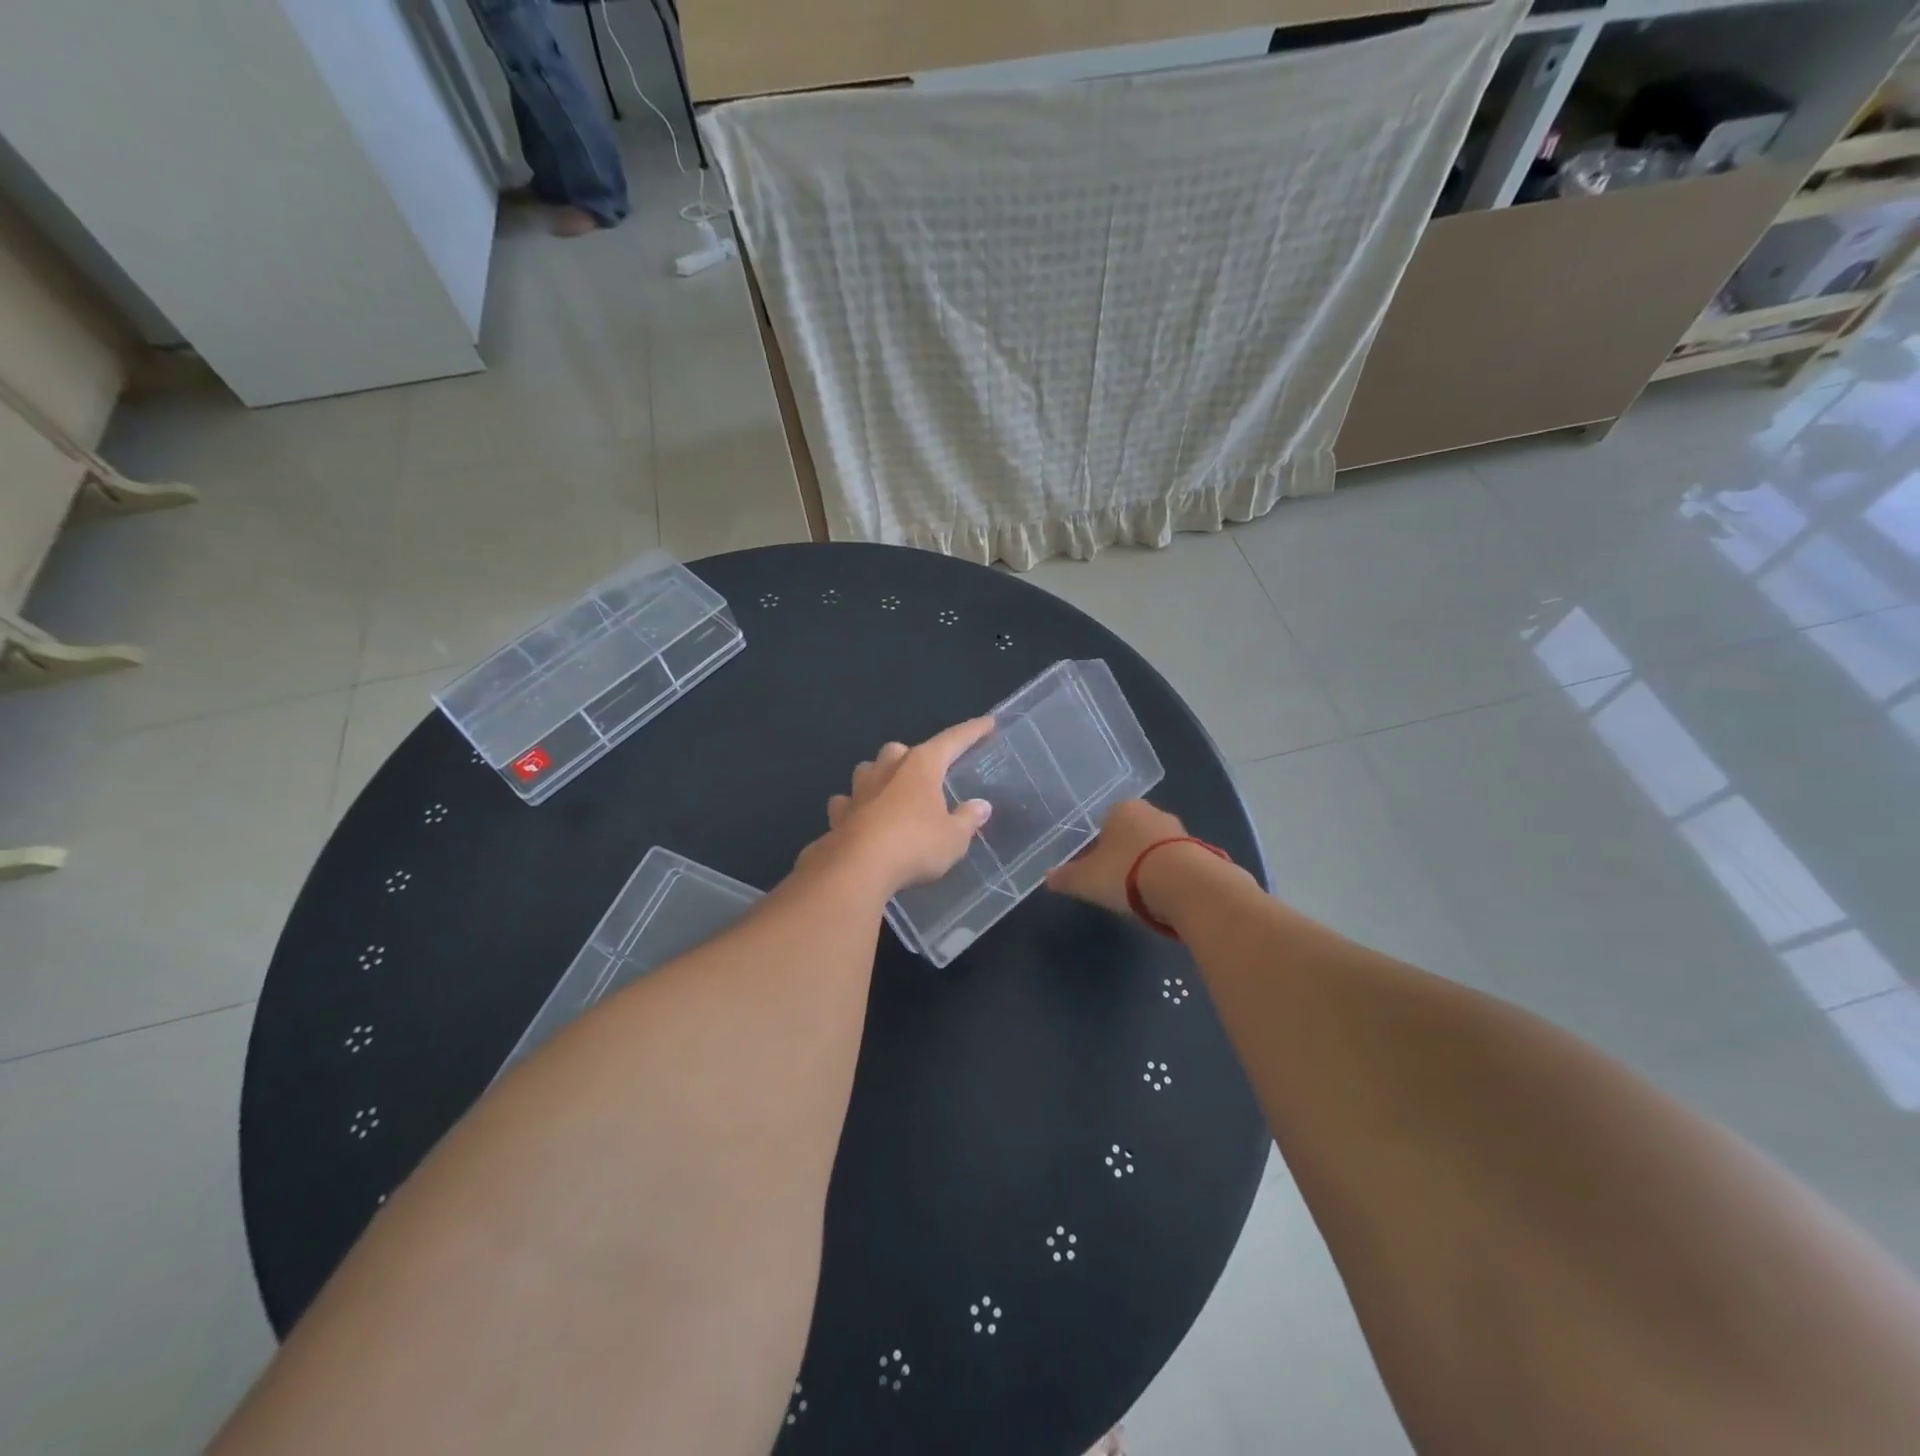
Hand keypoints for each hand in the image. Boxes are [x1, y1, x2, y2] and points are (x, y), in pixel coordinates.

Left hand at [818, 718, 995, 896]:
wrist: (857, 868)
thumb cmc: (915, 845)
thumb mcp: (954, 838)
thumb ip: (968, 819)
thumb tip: (981, 805)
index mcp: (921, 766)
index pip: (952, 741)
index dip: (972, 731)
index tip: (988, 722)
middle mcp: (888, 768)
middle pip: (901, 750)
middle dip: (913, 757)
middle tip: (926, 775)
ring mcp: (859, 789)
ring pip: (869, 769)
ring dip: (880, 775)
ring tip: (891, 791)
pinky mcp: (838, 813)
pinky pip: (847, 801)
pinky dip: (855, 805)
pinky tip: (860, 816)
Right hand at [1044, 799, 1195, 918]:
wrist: (1185, 885)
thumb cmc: (1125, 873)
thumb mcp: (1086, 880)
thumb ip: (1066, 877)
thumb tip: (1047, 877)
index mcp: (1121, 809)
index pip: (1103, 822)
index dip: (1096, 846)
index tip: (1094, 870)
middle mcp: (1151, 812)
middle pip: (1130, 833)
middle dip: (1123, 854)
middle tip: (1115, 882)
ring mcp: (1178, 830)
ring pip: (1154, 847)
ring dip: (1147, 865)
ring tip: (1140, 894)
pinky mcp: (1200, 851)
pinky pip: (1174, 863)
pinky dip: (1167, 876)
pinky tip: (1162, 897)